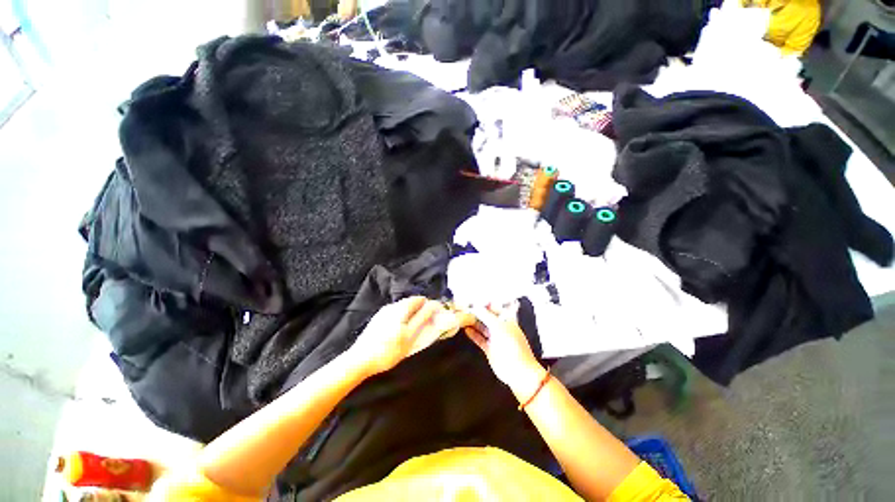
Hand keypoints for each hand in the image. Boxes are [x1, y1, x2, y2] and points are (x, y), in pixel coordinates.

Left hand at [348, 297, 474, 377]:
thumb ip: (422, 319)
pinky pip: (395, 316)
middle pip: (411, 303)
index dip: (429, 306)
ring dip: (412, 316)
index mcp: (400, 308)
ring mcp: (382, 313)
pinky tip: (400, 334)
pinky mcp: (377, 321)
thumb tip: (433, 305)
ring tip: (414, 332)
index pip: (419, 299)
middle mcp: (391, 306)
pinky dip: (402, 320)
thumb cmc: (388, 350)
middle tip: (426, 326)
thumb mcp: (409, 336)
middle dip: (421, 312)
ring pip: (403, 310)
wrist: (359, 361)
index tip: (435, 317)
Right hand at [464, 303, 545, 401]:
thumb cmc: (512, 345)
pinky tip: (466, 329)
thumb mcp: (498, 326)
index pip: (494, 307)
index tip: (472, 300)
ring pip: (483, 327)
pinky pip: (480, 338)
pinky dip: (473, 334)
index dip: (484, 303)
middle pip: (487, 317)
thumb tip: (477, 306)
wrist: (517, 370)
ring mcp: (495, 338)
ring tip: (463, 317)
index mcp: (506, 320)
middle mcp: (501, 327)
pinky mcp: (490, 348)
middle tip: (465, 308)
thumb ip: (486, 315)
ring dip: (474, 323)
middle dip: (477, 313)